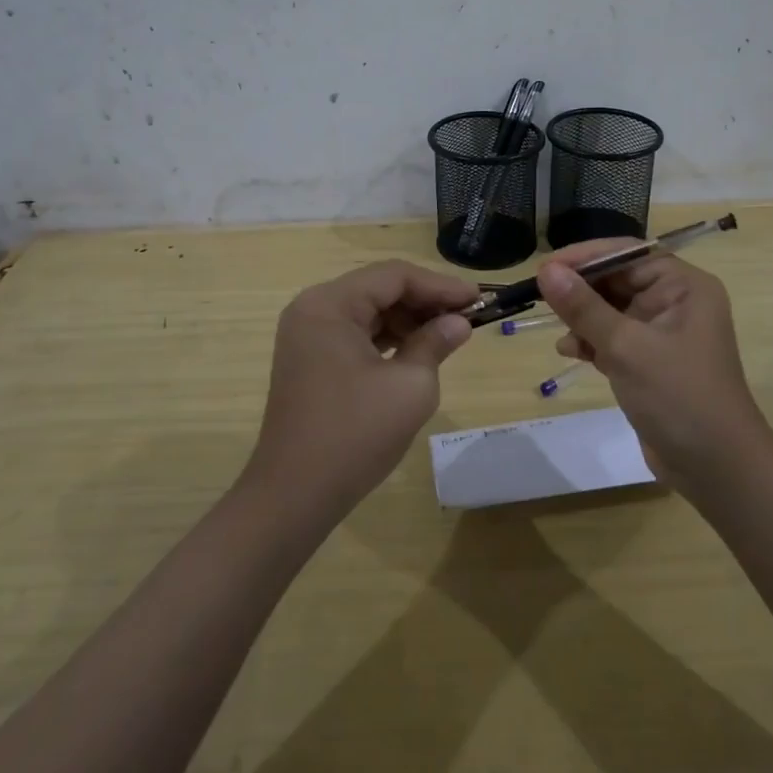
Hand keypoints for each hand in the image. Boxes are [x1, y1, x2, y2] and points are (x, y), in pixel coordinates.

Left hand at [244, 260, 476, 518]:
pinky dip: (388, 337)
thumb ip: (436, 343)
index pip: (395, 276)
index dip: (440, 285)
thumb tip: (459, 323)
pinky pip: (355, 333)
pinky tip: (417, 350)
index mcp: (330, 304)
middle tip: (468, 317)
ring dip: (409, 319)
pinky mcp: (310, 359)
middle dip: (425, 301)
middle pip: (379, 288)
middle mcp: (313, 309)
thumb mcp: (410, 386)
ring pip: (369, 310)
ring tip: (448, 334)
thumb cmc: (355, 435)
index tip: (478, 300)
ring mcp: (307, 335)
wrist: (294, 496)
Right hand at [535, 243, 771, 489]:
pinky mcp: (650, 361)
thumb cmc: (679, 397)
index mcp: (683, 286)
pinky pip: (614, 337)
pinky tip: (571, 352)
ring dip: (583, 318)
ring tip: (560, 333)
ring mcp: (663, 333)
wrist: (717, 470)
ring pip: (611, 309)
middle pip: (618, 280)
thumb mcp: (626, 348)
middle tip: (540, 298)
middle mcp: (676, 301)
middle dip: (581, 290)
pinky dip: (592, 341)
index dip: (586, 257)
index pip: (628, 253)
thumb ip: (584, 307)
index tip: (545, 268)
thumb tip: (546, 270)